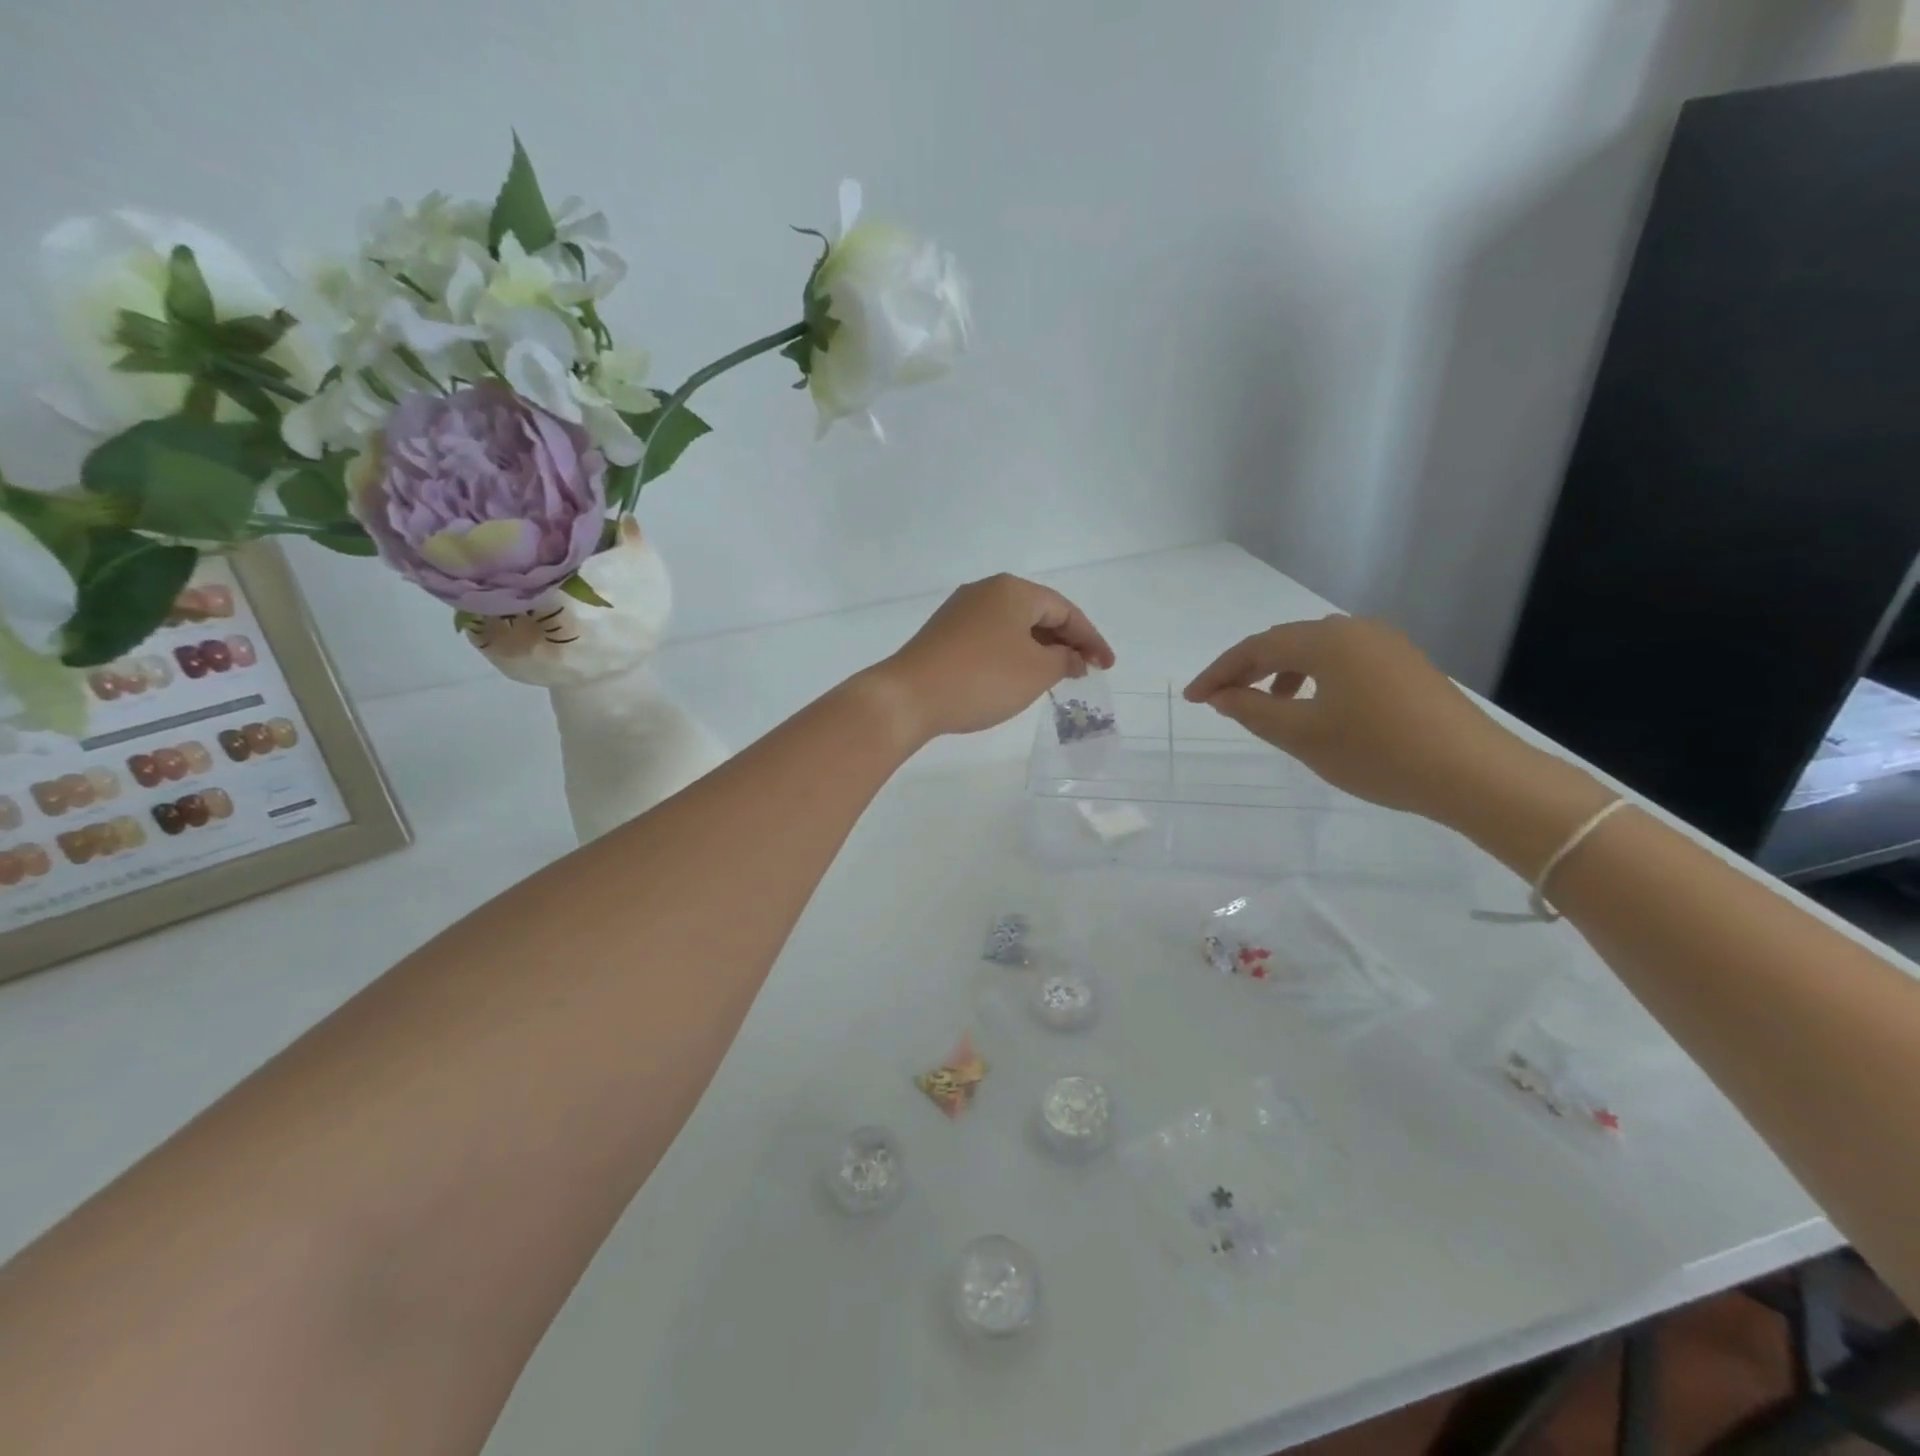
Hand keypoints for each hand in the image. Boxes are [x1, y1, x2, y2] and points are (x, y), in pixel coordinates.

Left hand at [870, 574, 1114, 742]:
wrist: (909, 696)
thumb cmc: (982, 679)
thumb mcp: (1035, 672)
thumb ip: (1063, 660)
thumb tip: (1072, 657)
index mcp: (1013, 590)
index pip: (1065, 610)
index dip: (1091, 639)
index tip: (1107, 667)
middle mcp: (986, 591)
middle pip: (1038, 614)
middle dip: (1065, 642)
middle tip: (1083, 672)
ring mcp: (960, 611)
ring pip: (1013, 626)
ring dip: (1039, 649)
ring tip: (1055, 676)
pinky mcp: (944, 633)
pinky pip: (991, 637)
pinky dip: (1013, 653)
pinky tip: (1017, 676)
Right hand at [1183, 614, 1516, 824]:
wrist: (1474, 774)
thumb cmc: (1377, 752)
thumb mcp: (1303, 735)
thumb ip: (1253, 711)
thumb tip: (1222, 695)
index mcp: (1327, 640)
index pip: (1256, 647)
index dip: (1219, 672)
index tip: (1193, 698)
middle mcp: (1356, 630)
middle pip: (1285, 642)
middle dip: (1247, 669)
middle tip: (1220, 699)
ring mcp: (1386, 645)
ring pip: (1316, 651)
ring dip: (1281, 673)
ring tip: (1268, 706)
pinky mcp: (1405, 665)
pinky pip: (1343, 662)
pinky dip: (1314, 679)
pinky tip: (1315, 708)